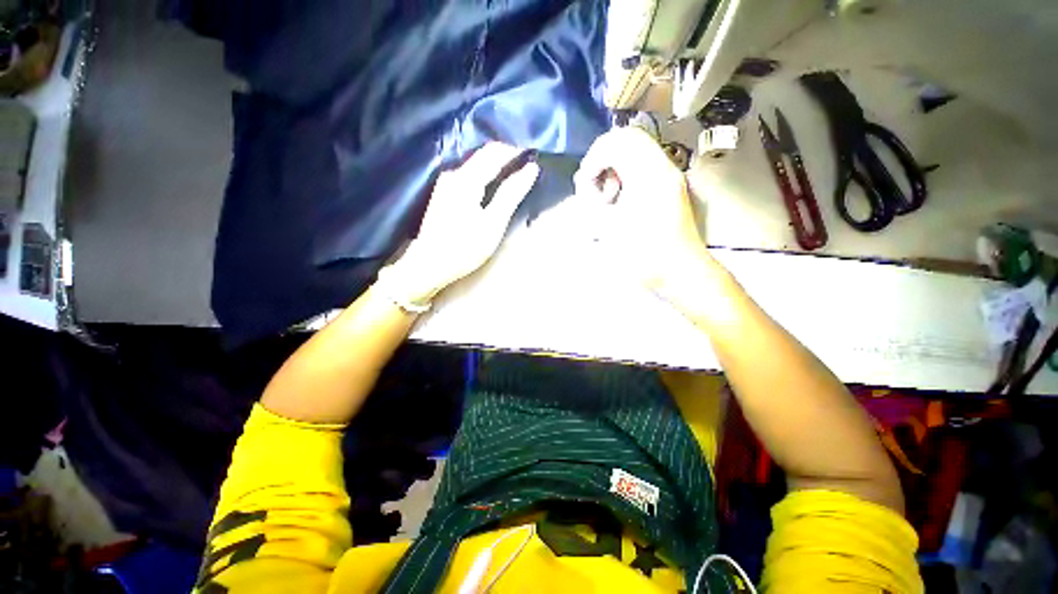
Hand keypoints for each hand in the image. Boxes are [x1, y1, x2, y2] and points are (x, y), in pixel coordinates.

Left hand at [384, 143, 539, 304]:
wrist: (429, 265)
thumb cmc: (464, 247)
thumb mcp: (493, 222)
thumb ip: (511, 194)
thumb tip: (531, 169)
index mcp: (466, 178)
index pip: (495, 152)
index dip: (515, 151)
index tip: (534, 156)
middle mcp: (453, 174)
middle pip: (483, 156)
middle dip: (506, 157)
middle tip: (527, 166)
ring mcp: (446, 184)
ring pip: (476, 166)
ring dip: (495, 167)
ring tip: (514, 175)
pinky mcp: (443, 195)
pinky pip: (469, 176)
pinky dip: (485, 177)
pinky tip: (493, 187)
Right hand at [573, 127, 713, 294]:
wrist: (680, 272)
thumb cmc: (643, 254)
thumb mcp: (608, 229)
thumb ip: (590, 203)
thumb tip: (584, 185)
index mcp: (648, 174)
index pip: (616, 141)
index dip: (593, 159)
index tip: (585, 185)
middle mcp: (662, 167)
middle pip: (628, 139)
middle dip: (602, 158)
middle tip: (593, 185)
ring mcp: (669, 176)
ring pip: (636, 150)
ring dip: (614, 166)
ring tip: (606, 196)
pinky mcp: (669, 187)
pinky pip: (643, 166)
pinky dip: (625, 175)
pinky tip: (619, 200)